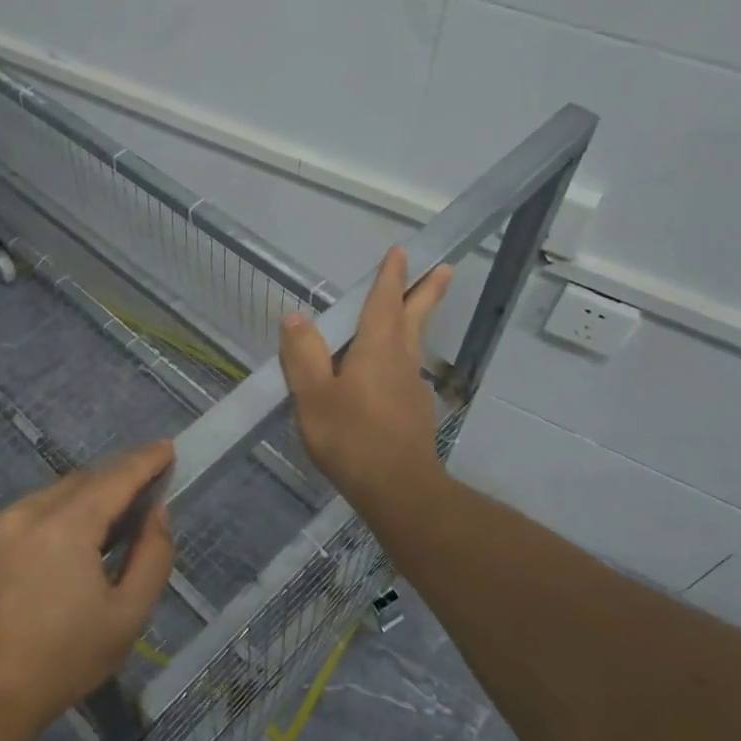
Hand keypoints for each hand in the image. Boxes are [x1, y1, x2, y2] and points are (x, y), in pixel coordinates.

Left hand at [0, 441, 175, 733]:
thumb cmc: (65, 659)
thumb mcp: (128, 615)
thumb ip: (153, 556)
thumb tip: (156, 513)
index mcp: (66, 526)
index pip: (115, 477)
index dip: (145, 460)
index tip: (167, 448)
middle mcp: (29, 511)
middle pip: (84, 480)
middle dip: (117, 480)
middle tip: (145, 496)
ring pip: (56, 493)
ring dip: (86, 498)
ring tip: (108, 526)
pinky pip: (31, 510)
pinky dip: (58, 513)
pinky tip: (67, 544)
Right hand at [280, 247, 453, 523]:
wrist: (397, 488)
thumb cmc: (351, 436)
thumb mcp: (313, 395)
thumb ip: (303, 354)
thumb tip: (295, 317)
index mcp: (376, 347)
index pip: (384, 301)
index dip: (391, 276)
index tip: (402, 252)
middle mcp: (401, 359)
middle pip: (415, 317)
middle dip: (426, 291)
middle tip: (445, 268)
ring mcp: (412, 387)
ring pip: (413, 344)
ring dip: (415, 322)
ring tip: (410, 314)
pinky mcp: (415, 412)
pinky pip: (406, 373)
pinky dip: (401, 359)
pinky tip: (387, 375)